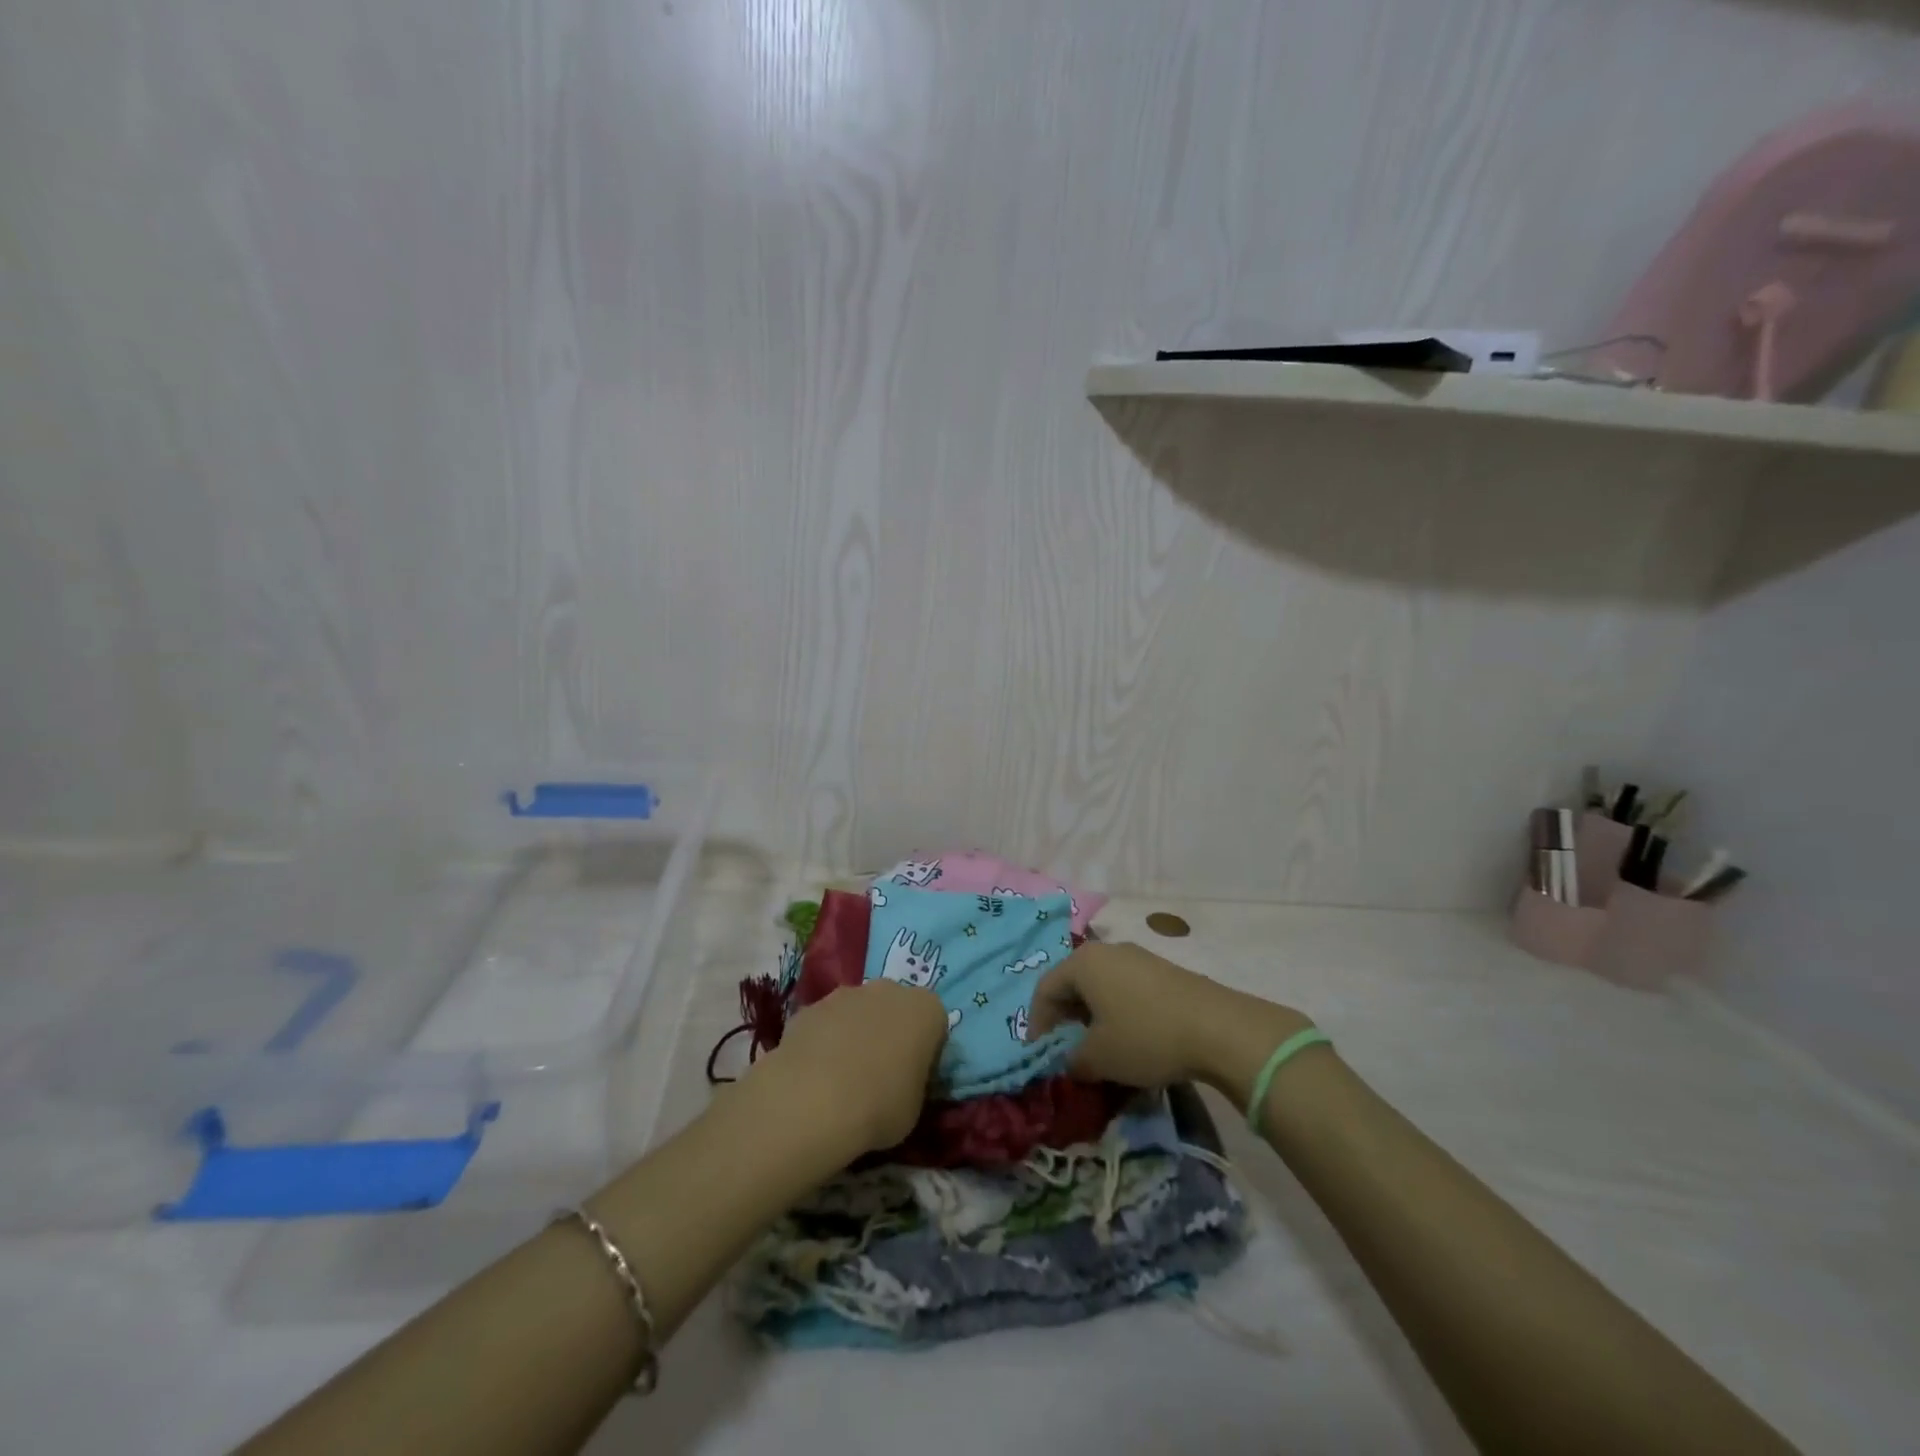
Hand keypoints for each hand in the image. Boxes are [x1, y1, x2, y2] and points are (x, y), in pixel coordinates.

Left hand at [746, 980, 947, 1157]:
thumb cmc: (880, 1105)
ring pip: (857, 1012)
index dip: (926, 1051)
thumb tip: (901, 1081)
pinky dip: (823, 1042)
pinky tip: (814, 1076)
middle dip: (889, 1033)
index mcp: (926, 1008)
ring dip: (854, 1034)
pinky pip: (825, 1024)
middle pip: (895, 1009)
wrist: (813, 1100)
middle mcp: (889, 989)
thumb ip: (914, 1083)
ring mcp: (846, 993)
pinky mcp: (810, 1007)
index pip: (935, 1024)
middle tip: (880, 1074)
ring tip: (841, 1078)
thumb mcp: (915, 1106)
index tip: (915, 1077)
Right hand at [1028, 941, 1311, 1093]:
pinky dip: (1117, 1010)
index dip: (1037, 1023)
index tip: (1039, 1053)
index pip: (1045, 989)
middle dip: (1064, 1016)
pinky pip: (1126, 988)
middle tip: (1064, 1047)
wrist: (1218, 1028)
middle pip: (1072, 982)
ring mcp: (1138, 957)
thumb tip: (1070, 1062)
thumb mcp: (1099, 1058)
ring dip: (1092, 1014)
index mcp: (1082, 963)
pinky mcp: (1163, 970)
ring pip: (1101, 984)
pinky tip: (1129, 1036)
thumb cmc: (1145, 1036)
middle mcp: (1107, 950)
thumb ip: (1072, 1060)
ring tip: (1097, 1045)